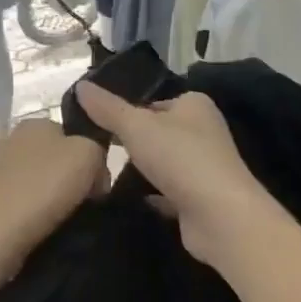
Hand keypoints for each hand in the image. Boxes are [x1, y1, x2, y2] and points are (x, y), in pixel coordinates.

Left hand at [0, 117, 107, 283]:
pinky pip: (12, 204)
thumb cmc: (43, 188)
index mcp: (34, 123)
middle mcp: (7, 140)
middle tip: (80, 205)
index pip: (70, 136)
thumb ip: (97, 153)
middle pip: (50, 158)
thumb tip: (94, 175)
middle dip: (65, 178)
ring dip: (42, 198)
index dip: (88, 160)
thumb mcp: (89, 155)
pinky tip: (32, 230)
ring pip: (29, 181)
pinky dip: (23, 215)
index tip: (96, 187)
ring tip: (57, 223)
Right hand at [73, 82, 278, 268]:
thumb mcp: (136, 127)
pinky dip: (151, 196)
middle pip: (159, 133)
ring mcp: (205, 167)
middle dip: (132, 143)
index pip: (154, 102)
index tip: (97, 125)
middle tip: (96, 152)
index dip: (127, 112)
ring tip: (105, 177)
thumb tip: (80, 86)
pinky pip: (169, 192)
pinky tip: (128, 201)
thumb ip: (108, 109)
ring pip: (164, 163)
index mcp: (195, 105)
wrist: (220, 215)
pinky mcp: (201, 198)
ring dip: (142, 170)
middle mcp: (204, 131)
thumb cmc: (180, 158)